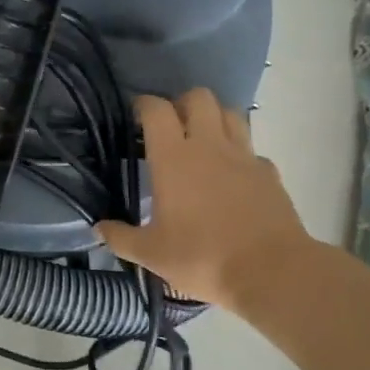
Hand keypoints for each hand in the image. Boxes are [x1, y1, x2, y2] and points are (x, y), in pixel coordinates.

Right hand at [96, 89, 314, 311]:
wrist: (271, 272)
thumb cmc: (202, 257)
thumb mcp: (152, 254)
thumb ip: (122, 238)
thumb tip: (98, 228)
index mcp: (173, 158)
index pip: (156, 110)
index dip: (144, 105)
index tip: (136, 116)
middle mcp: (209, 146)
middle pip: (199, 97)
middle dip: (182, 103)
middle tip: (172, 126)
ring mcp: (244, 156)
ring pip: (231, 113)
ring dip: (215, 118)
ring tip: (203, 140)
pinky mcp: (269, 173)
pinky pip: (252, 150)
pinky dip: (240, 154)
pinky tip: (233, 175)